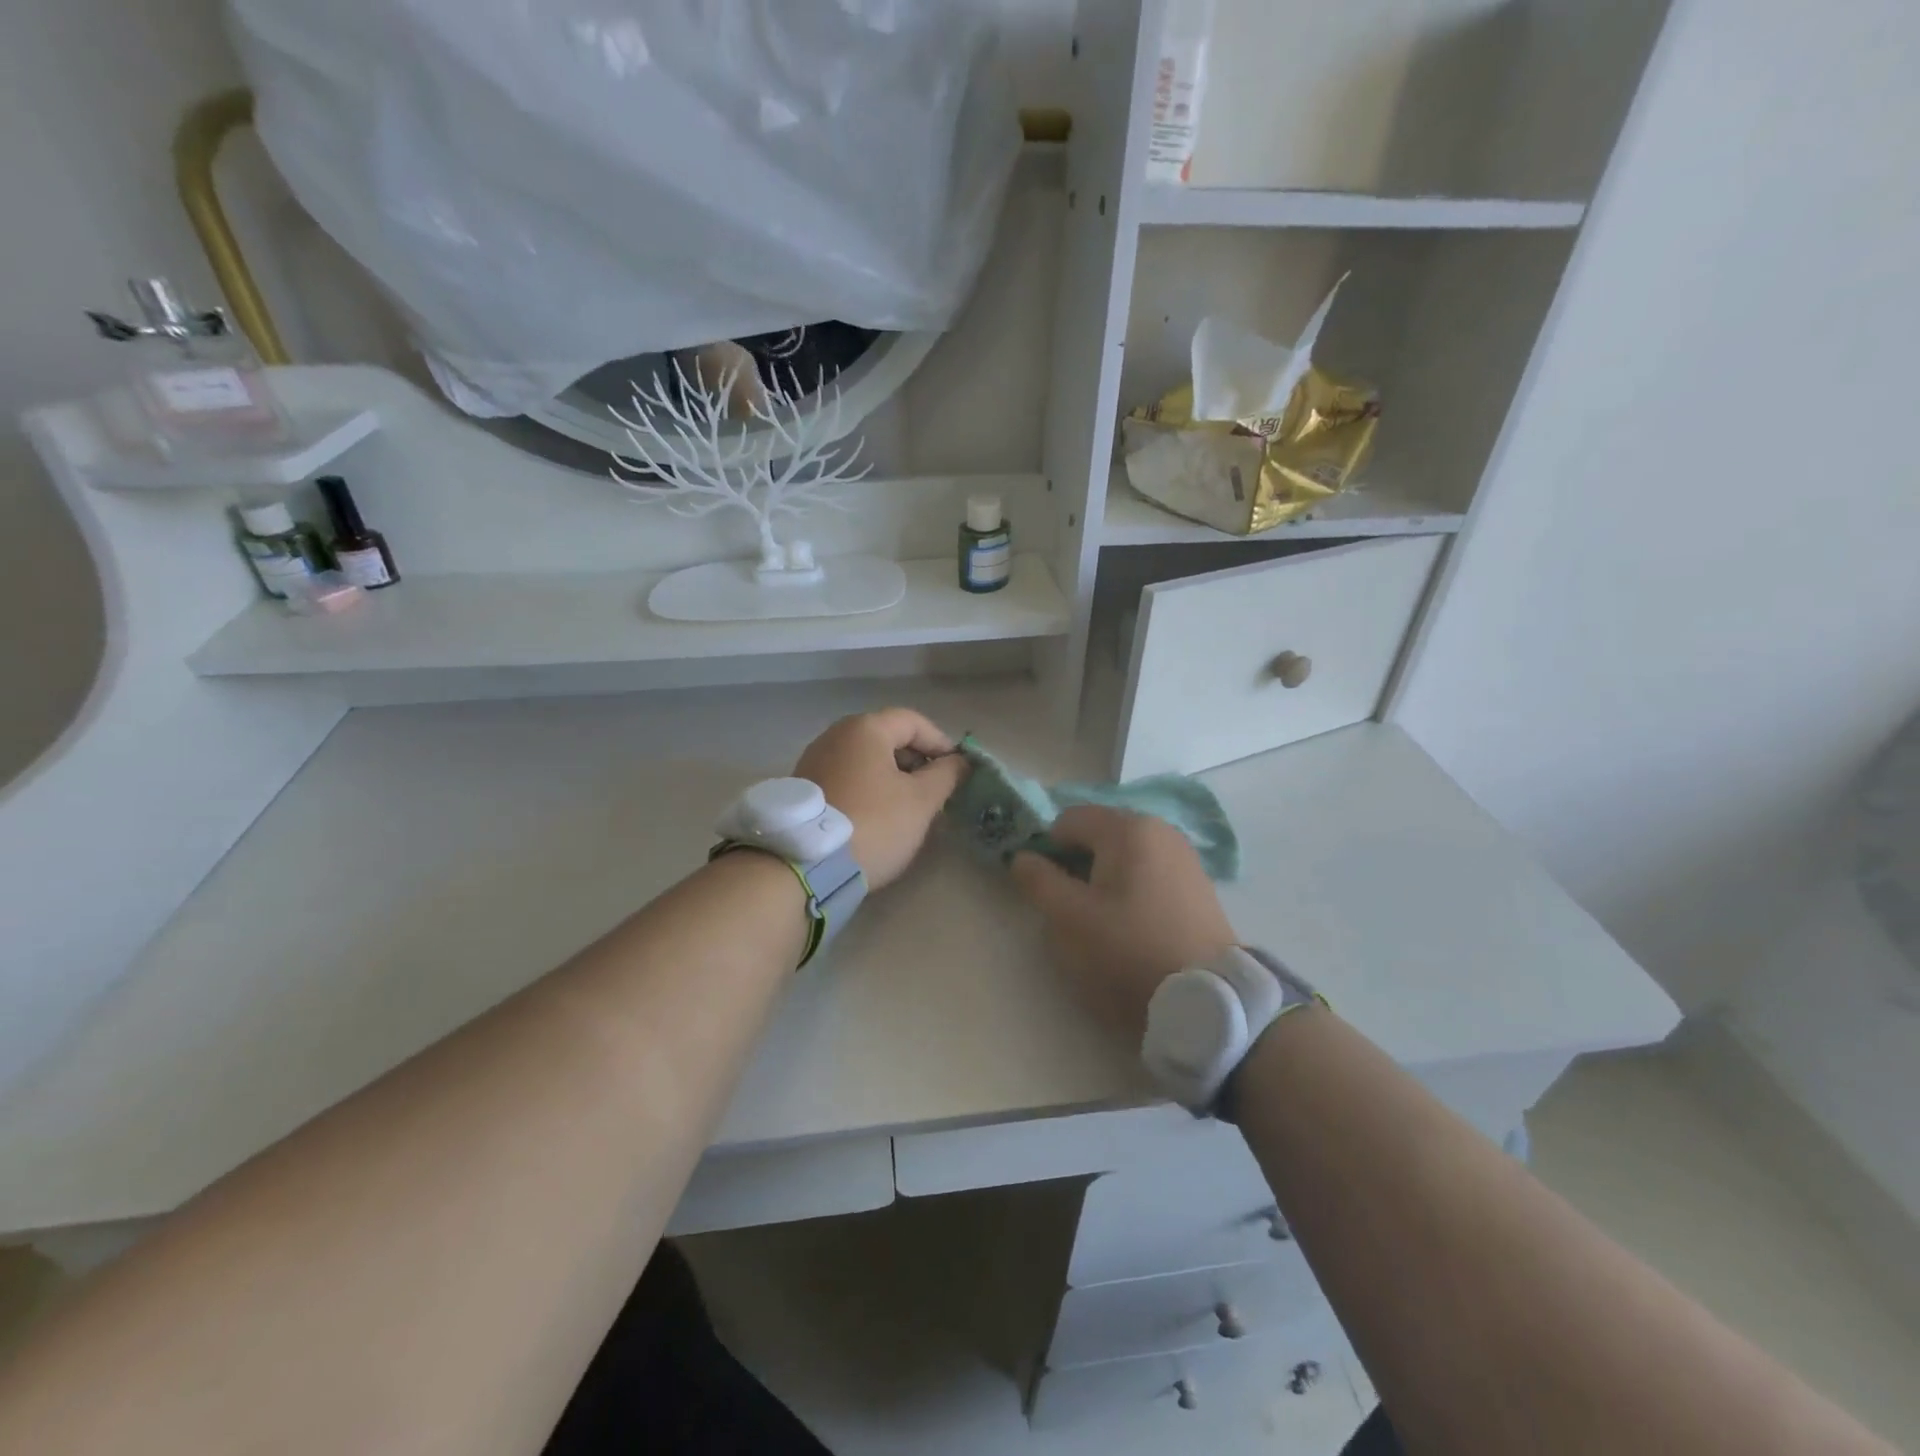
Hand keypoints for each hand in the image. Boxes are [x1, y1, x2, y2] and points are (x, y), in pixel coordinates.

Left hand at [793, 709, 969, 890]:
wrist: (805, 865)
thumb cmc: (873, 823)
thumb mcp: (920, 801)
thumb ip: (946, 775)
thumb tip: (960, 761)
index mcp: (865, 729)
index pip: (913, 721)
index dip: (940, 742)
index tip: (956, 770)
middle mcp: (835, 735)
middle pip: (887, 737)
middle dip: (916, 760)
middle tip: (935, 791)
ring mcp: (814, 760)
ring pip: (866, 760)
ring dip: (892, 777)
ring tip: (909, 807)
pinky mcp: (804, 787)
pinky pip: (847, 777)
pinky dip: (869, 788)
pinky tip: (878, 816)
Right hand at [1012, 806, 1236, 1042]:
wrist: (1206, 997)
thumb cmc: (1128, 949)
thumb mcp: (1069, 919)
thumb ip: (1038, 881)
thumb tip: (1022, 857)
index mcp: (1126, 828)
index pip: (1067, 820)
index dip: (1048, 851)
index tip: (1049, 890)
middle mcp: (1158, 829)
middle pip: (1098, 835)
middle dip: (1077, 865)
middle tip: (1075, 909)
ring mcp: (1183, 854)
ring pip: (1124, 856)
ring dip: (1104, 879)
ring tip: (1105, 922)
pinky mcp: (1198, 883)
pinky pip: (1149, 872)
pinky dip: (1132, 889)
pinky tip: (1135, 926)